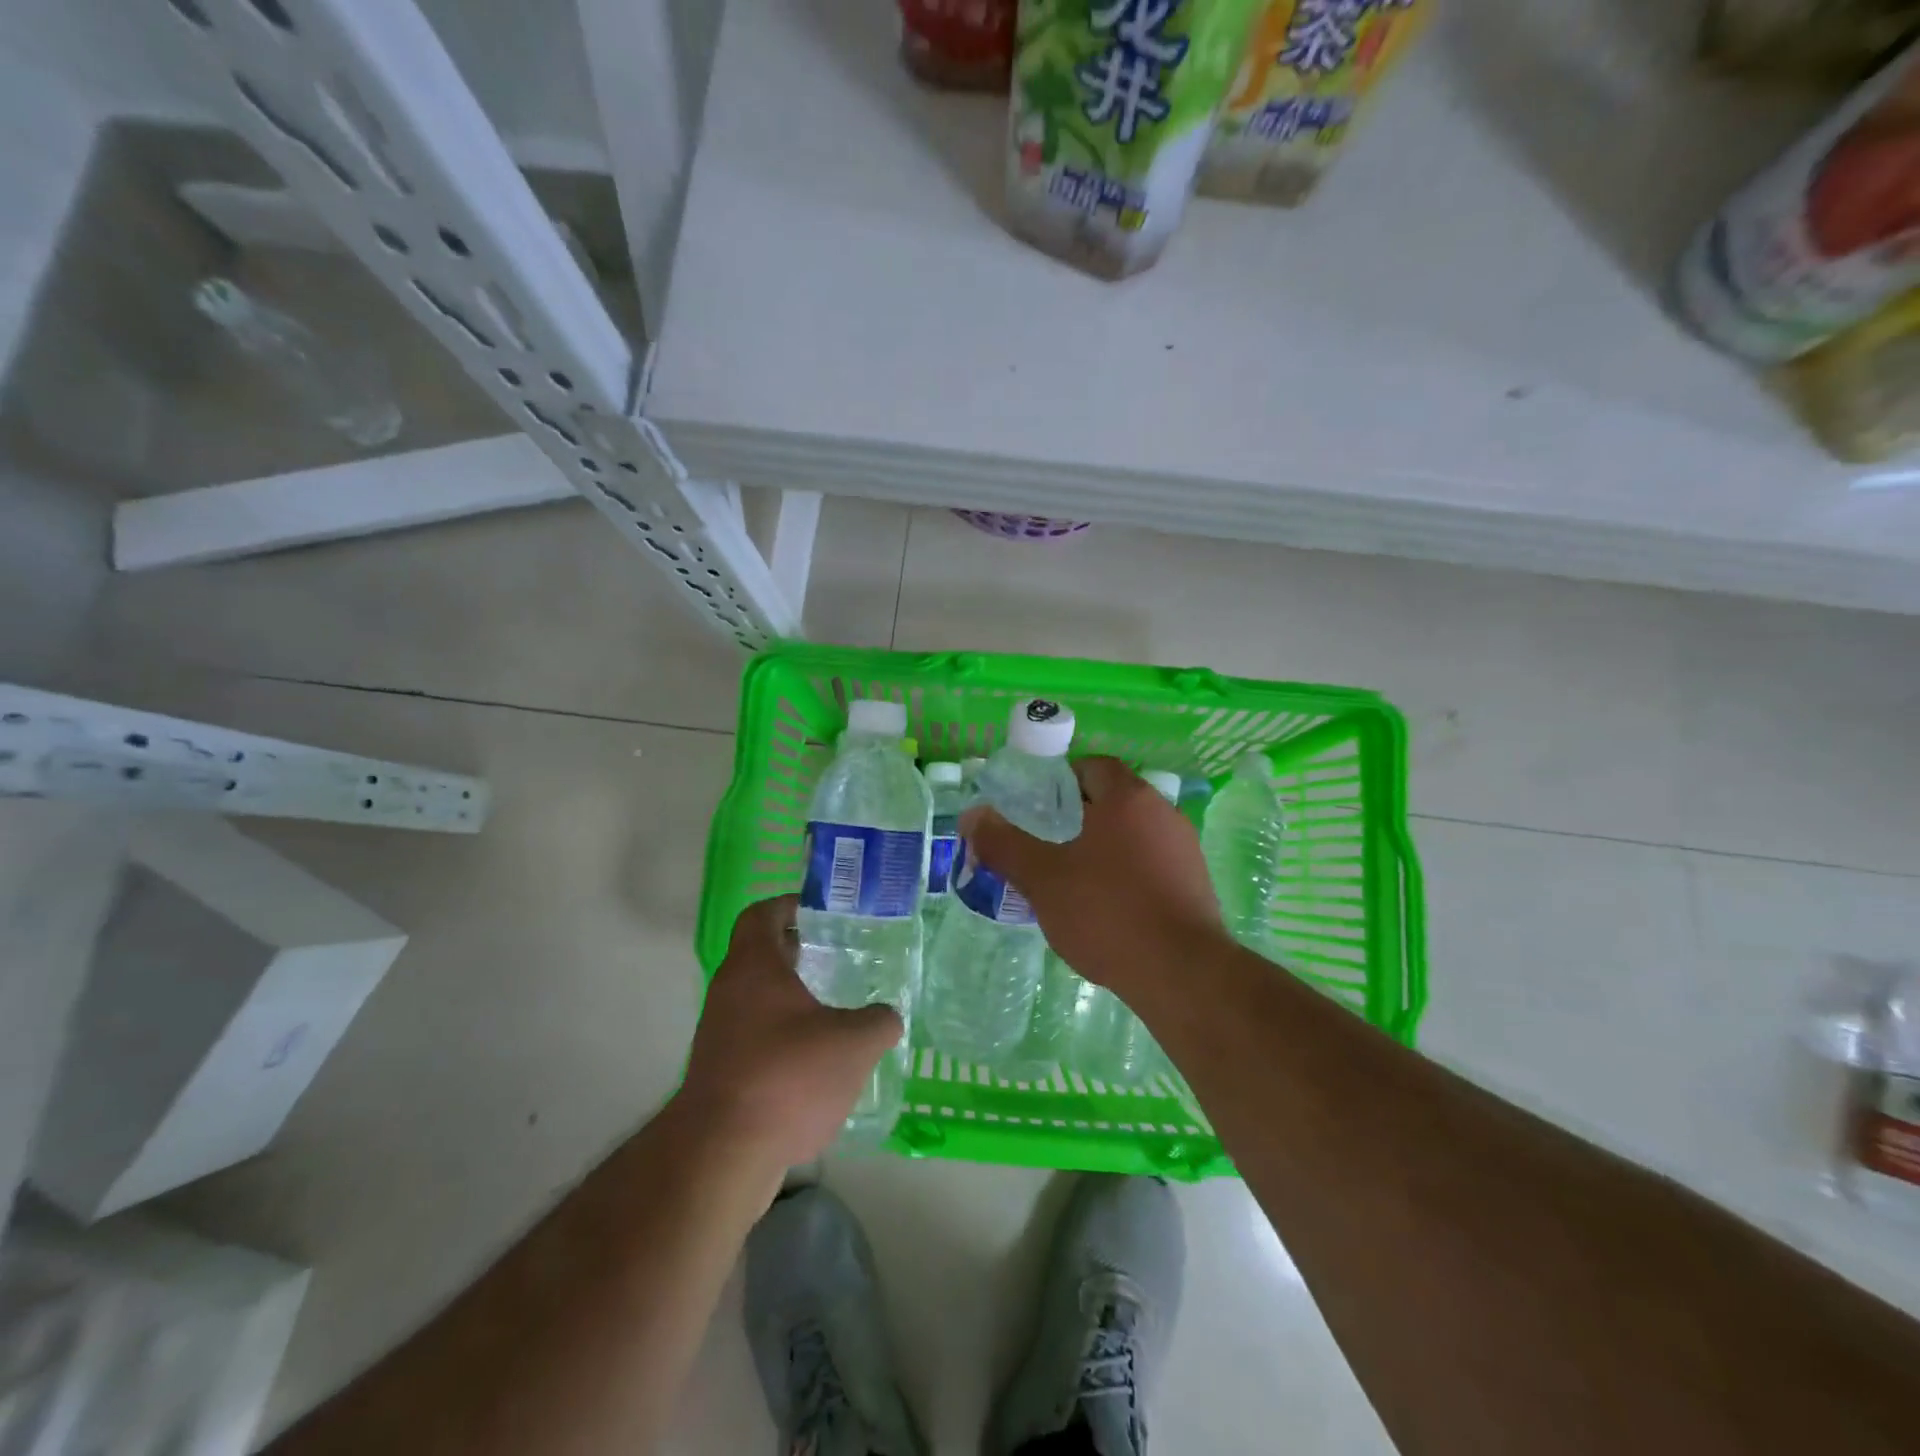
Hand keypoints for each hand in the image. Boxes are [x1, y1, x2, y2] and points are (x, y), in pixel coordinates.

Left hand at [677, 895, 901, 1171]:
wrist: (722, 1154)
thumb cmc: (788, 1076)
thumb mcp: (854, 1044)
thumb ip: (879, 1022)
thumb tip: (887, 1017)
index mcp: (754, 967)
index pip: (761, 914)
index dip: (788, 905)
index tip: (818, 911)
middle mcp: (729, 992)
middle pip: (759, 956)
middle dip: (796, 952)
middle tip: (835, 956)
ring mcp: (719, 1035)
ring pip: (756, 999)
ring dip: (790, 998)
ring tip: (833, 1010)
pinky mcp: (720, 1074)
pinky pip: (754, 1038)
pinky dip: (782, 1038)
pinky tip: (815, 1061)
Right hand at [962, 756, 1224, 995]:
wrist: (1182, 974)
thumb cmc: (1107, 912)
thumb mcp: (1042, 878)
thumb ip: (1004, 843)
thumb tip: (972, 815)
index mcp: (1127, 798)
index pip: (1093, 766)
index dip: (1061, 781)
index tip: (1037, 808)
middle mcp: (1162, 813)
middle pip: (1113, 800)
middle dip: (1078, 817)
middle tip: (1045, 845)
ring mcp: (1185, 849)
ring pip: (1133, 835)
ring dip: (1103, 848)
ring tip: (1071, 881)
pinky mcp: (1196, 885)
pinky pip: (1152, 865)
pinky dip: (1127, 875)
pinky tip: (1107, 910)